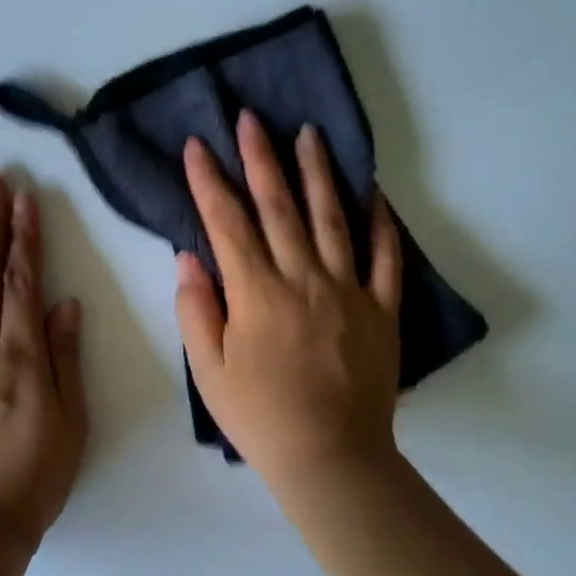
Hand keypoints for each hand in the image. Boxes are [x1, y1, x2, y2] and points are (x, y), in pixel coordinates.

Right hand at [176, 111, 402, 496]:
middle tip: (252, 118)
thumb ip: (197, 311)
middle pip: (279, 207)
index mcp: (256, 294)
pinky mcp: (382, 309)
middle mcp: (303, 279)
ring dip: (317, 173)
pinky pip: (385, 257)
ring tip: (309, 133)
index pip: (227, 224)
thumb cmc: (261, 418)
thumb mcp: (210, 372)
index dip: (210, 181)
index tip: (198, 145)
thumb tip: (190, 259)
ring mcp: (349, 290)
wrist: (330, 457)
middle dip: (261, 158)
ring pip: (332, 218)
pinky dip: (380, 222)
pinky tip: (373, 192)